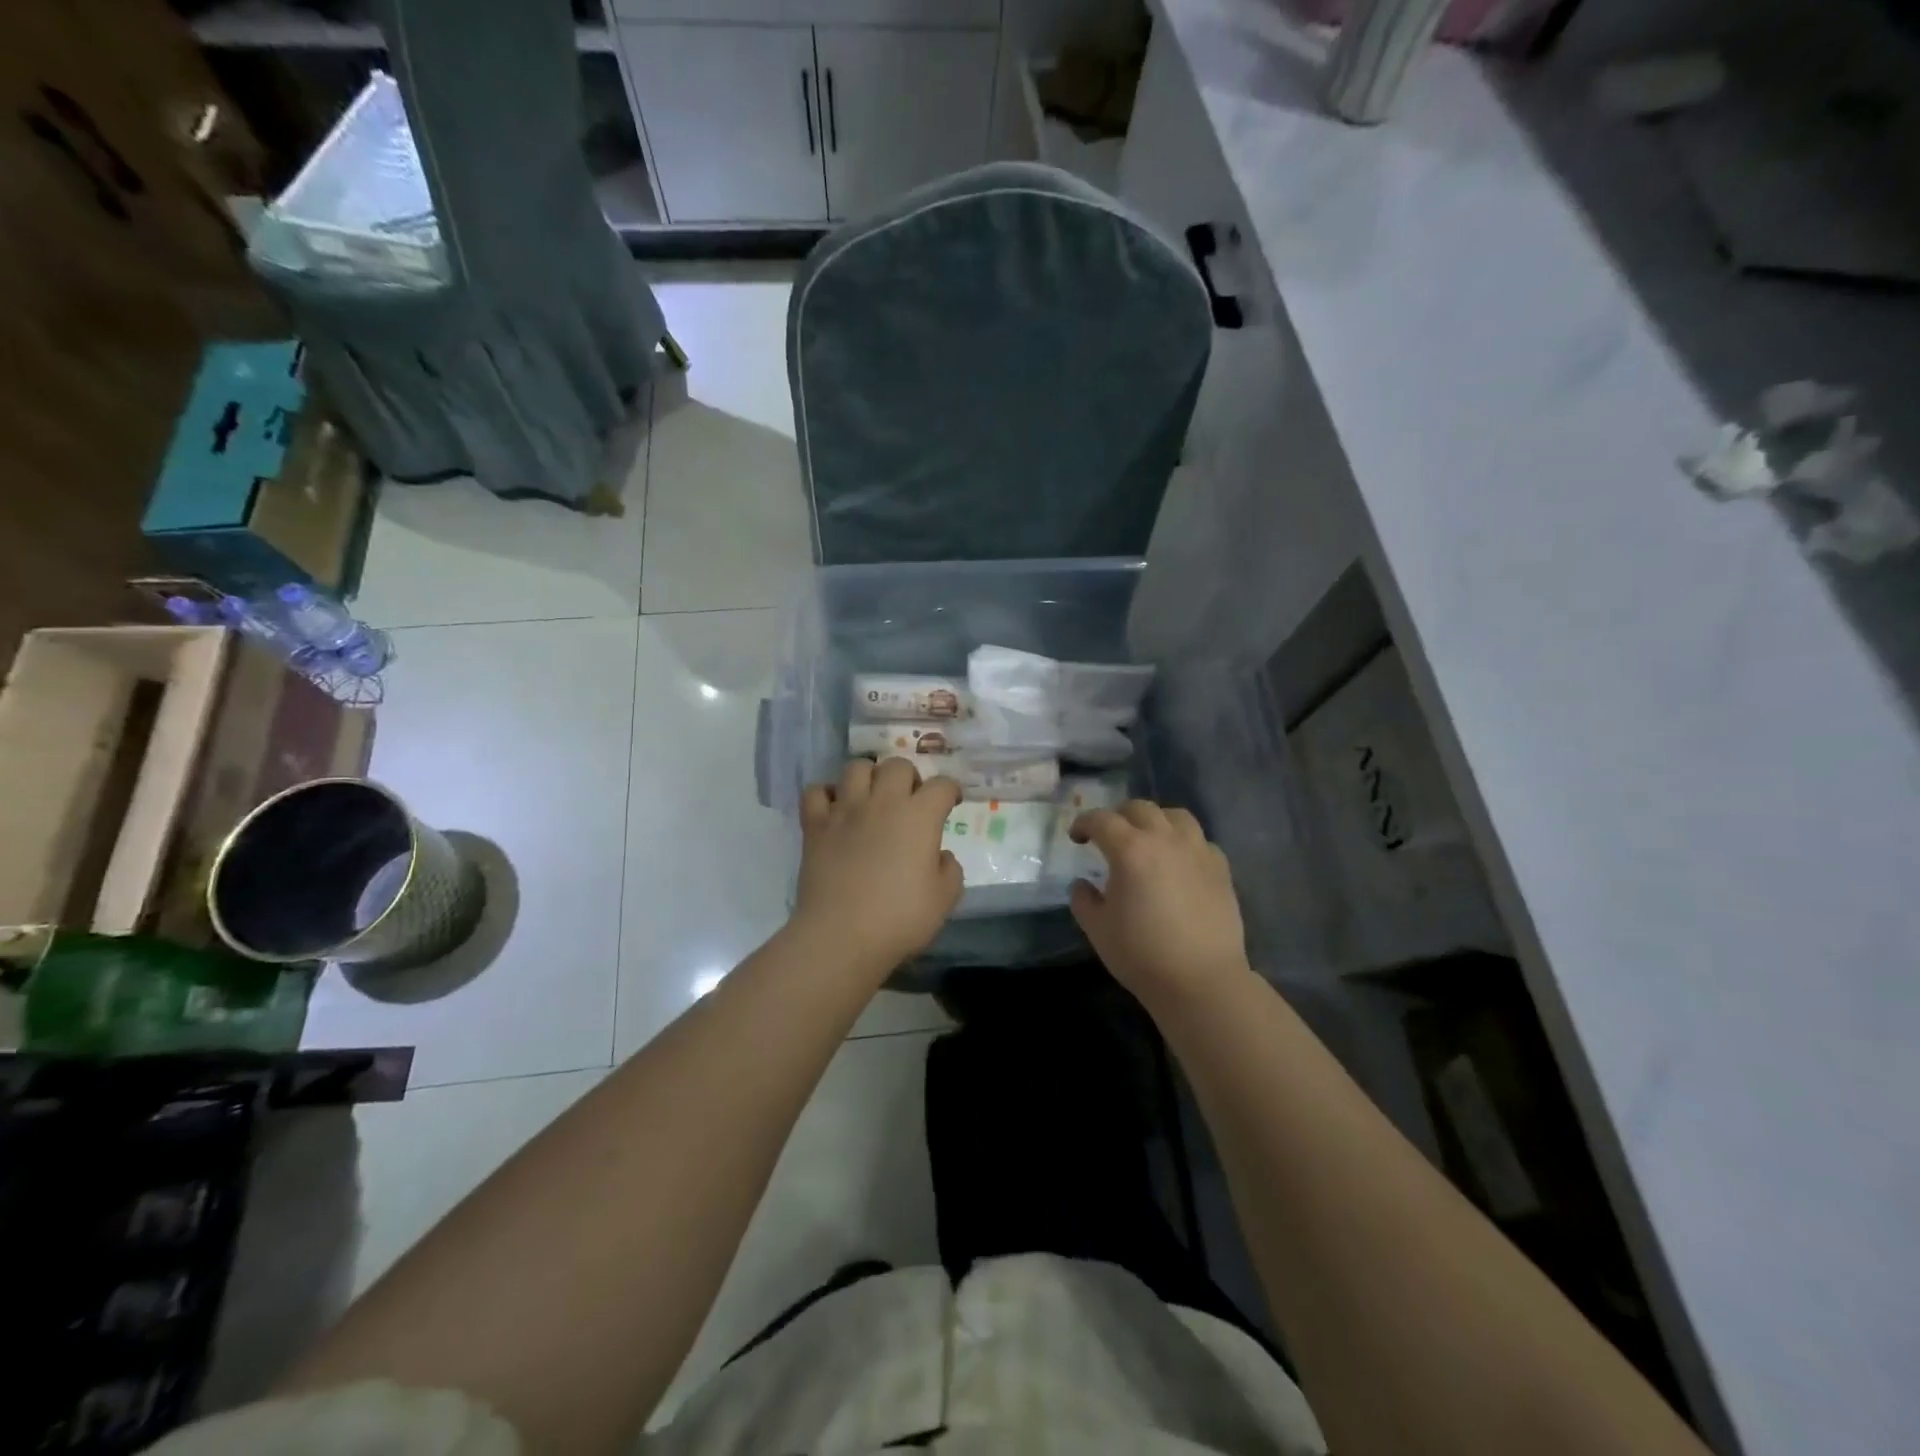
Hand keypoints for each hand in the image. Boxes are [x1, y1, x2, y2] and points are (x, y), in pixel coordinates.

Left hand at [792, 758, 963, 980]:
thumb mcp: (944, 900)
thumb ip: (949, 870)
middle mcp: (883, 802)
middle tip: (911, 800)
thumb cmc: (900, 918)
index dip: (950, 791)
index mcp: (919, 816)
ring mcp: (845, 810)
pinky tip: (835, 809)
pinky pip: (816, 791)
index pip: (941, 785)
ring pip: (856, 768)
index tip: (951, 802)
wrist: (841, 935)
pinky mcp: (815, 825)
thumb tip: (939, 856)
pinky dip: (826, 795)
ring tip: (872, 797)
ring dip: (869, 777)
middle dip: (909, 777)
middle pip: (898, 765)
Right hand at [1069, 800, 1249, 1005]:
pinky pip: (1201, 841)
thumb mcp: (1097, 929)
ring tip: (1148, 840)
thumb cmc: (1141, 954)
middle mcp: (1165, 840)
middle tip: (1110, 836)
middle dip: (1119, 816)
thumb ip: (1083, 900)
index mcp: (1130, 850)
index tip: (1076, 837)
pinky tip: (1179, 863)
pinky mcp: (1221, 869)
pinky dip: (1185, 843)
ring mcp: (1198, 852)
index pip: (1102, 820)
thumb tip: (1083, 885)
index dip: (1084, 823)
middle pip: (1140, 808)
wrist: (1201, 981)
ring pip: (1176, 816)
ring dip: (1156, 821)